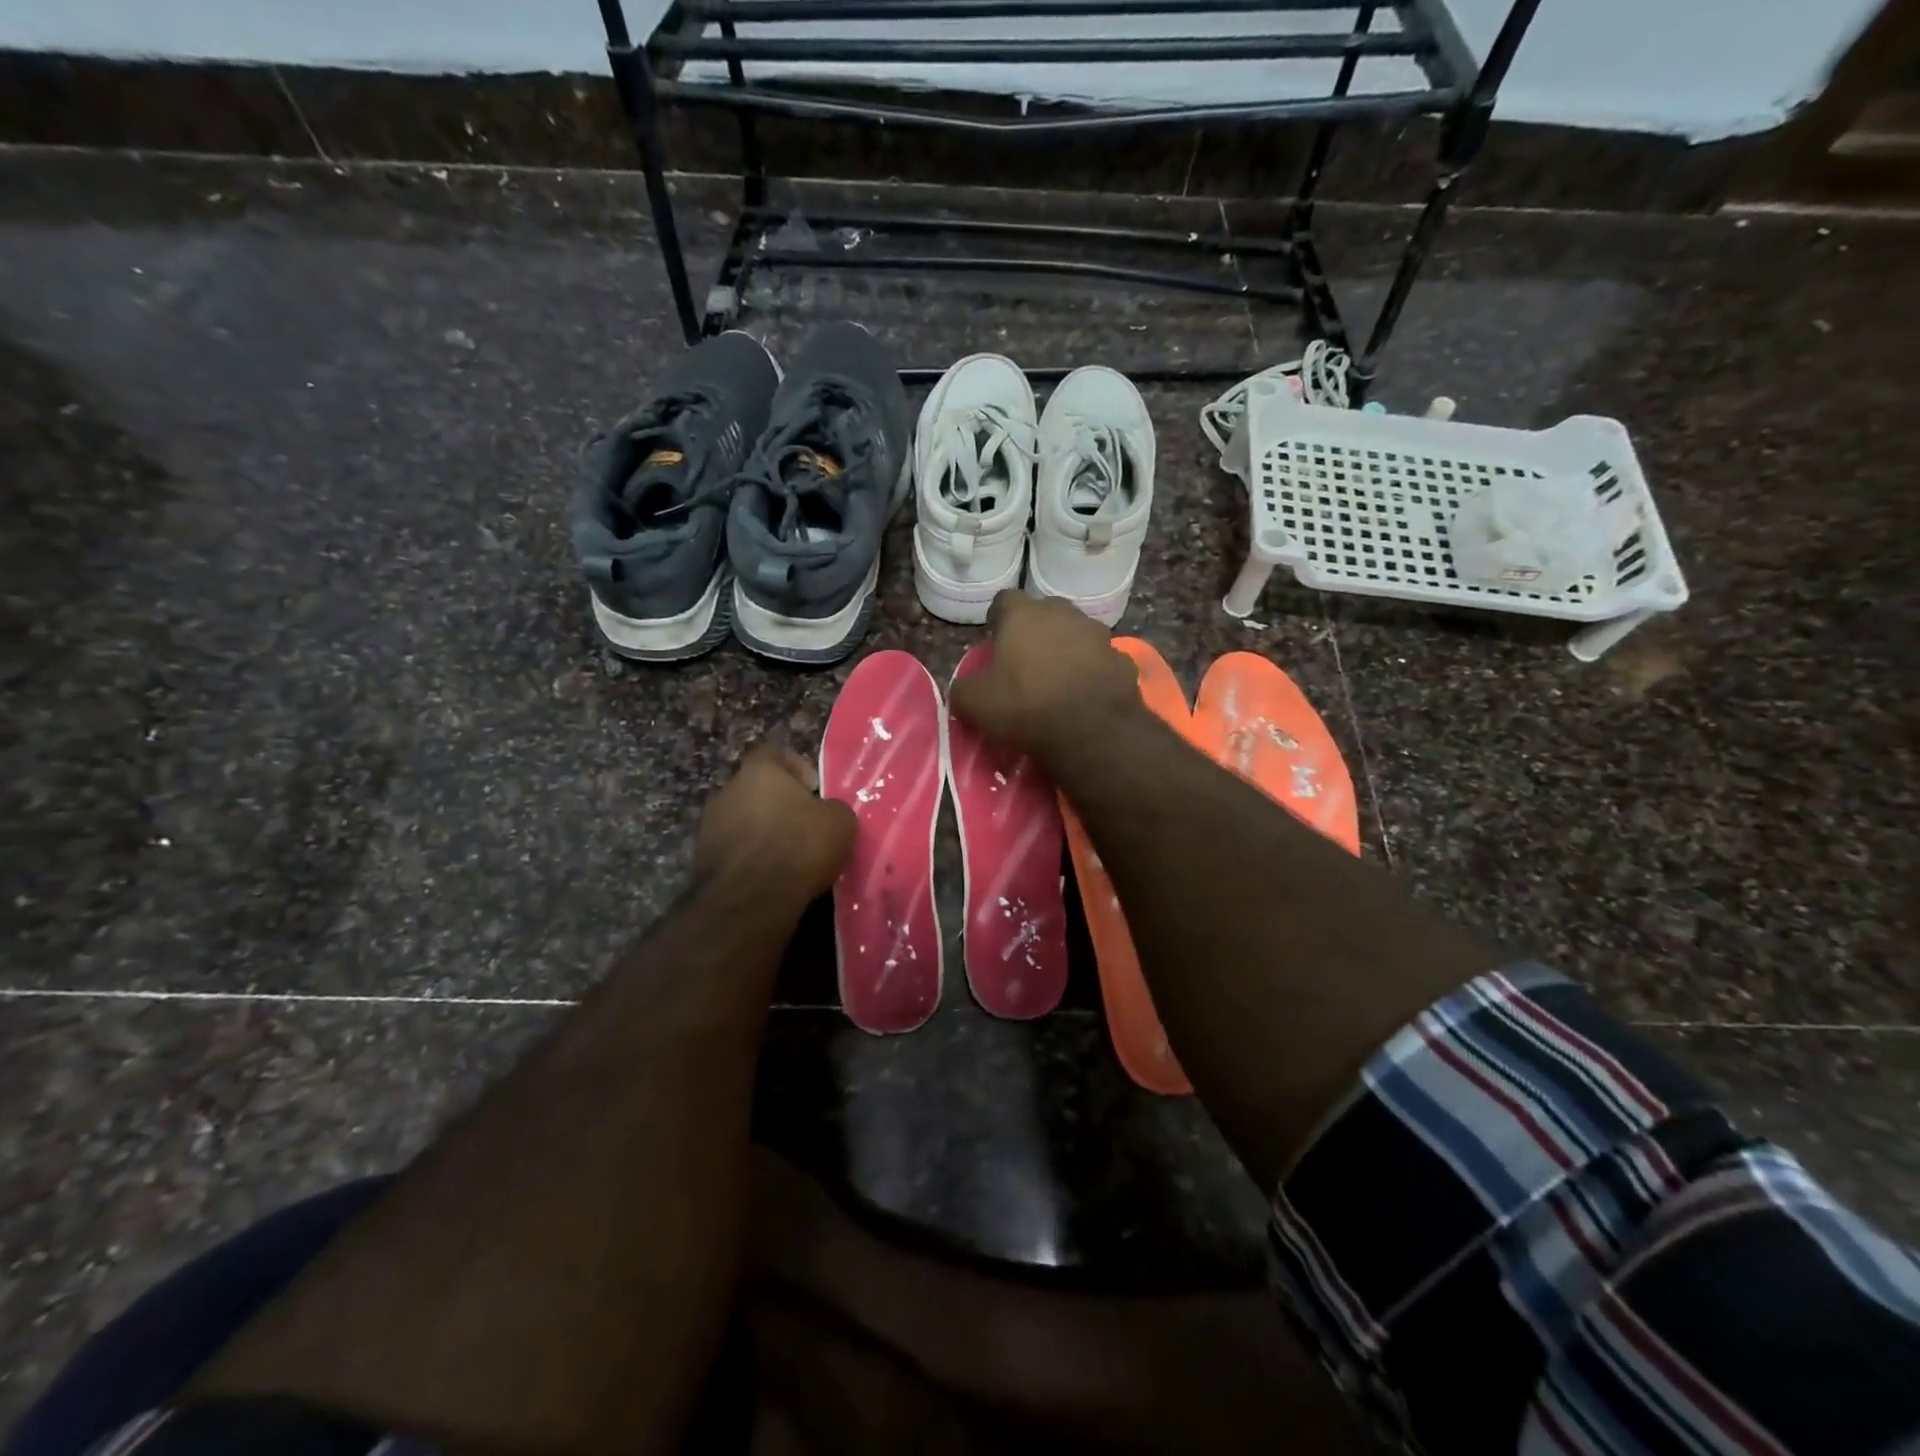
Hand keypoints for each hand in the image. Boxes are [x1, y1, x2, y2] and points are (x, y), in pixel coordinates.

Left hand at [695, 743, 855, 909]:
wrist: (750, 899)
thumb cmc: (799, 846)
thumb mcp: (840, 822)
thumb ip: (833, 807)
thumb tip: (828, 812)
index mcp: (760, 770)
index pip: (776, 752)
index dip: (798, 768)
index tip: (815, 791)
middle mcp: (728, 789)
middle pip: (758, 788)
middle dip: (781, 804)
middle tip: (806, 826)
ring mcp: (710, 824)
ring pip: (745, 819)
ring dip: (764, 832)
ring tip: (790, 856)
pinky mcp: (703, 858)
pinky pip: (735, 849)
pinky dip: (752, 858)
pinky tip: (772, 877)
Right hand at [947, 591, 1143, 762]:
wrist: (1092, 730)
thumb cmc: (1025, 706)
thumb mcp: (975, 703)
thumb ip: (963, 689)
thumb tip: (963, 689)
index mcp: (1023, 615)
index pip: (1004, 600)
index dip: (997, 619)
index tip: (994, 640)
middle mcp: (1063, 613)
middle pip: (1045, 612)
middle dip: (1036, 630)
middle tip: (1026, 660)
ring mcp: (1098, 634)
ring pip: (1077, 634)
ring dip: (1068, 649)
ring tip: (1059, 679)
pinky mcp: (1123, 660)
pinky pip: (1101, 661)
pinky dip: (1093, 672)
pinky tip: (1086, 696)